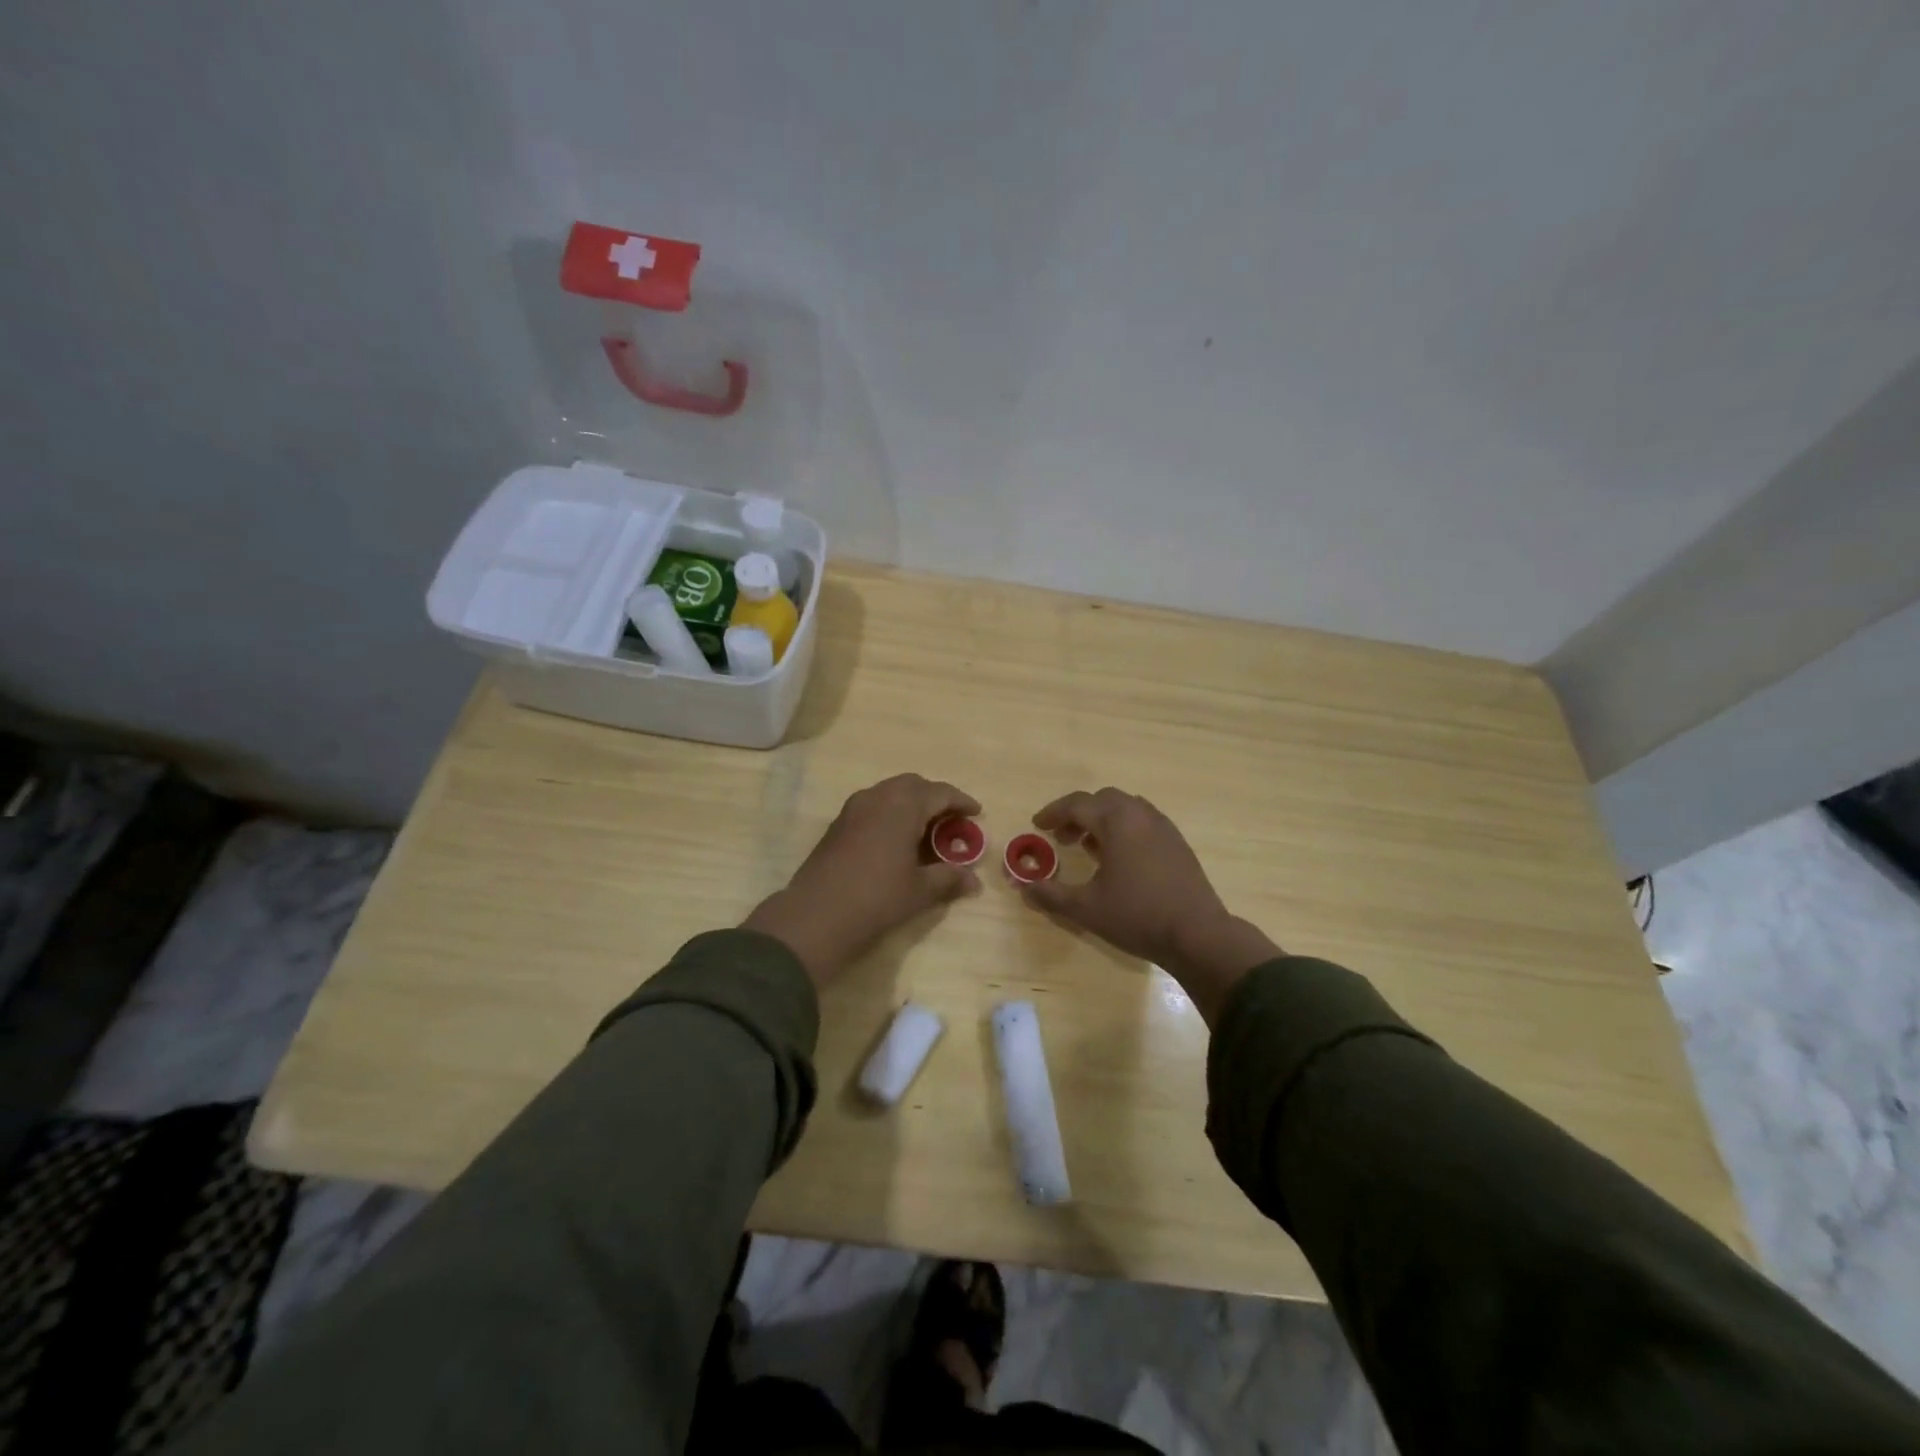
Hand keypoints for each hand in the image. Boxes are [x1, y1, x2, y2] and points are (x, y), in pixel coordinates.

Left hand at [743, 774, 981, 985]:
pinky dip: (891, 812)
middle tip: (951, 819)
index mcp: (903, 805)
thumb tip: (973, 881)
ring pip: (890, 792)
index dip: (961, 801)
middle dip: (935, 797)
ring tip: (925, 829)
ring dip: (911, 803)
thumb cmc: (877, 898)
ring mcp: (854, 808)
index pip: (940, 792)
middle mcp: (878, 797)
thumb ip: (949, 878)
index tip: (977, 813)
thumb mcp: (920, 890)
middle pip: (913, 785)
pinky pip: (873, 805)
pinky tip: (896, 839)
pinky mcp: (838, 823)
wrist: (817, 915)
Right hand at [1022, 788, 1281, 1023]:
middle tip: (1062, 838)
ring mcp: (1164, 827)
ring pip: (1126, 808)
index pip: (1078, 804)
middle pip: (1103, 799)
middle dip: (1078, 814)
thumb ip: (1050, 894)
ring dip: (1102, 820)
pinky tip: (1120, 860)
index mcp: (1117, 822)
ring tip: (1089, 847)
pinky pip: (1144, 822)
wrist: (1198, 935)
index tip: (1037, 826)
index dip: (1053, 813)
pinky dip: (1124, 829)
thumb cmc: (1137, 916)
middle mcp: (1141, 815)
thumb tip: (1022, 886)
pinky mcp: (1178, 843)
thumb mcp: (1086, 908)